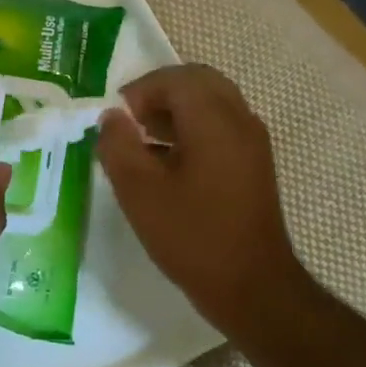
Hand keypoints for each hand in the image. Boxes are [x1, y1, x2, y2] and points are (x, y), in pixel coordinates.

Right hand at [96, 64, 304, 339]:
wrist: (253, 287)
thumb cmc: (192, 237)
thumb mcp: (139, 192)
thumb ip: (118, 145)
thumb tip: (111, 117)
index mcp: (214, 120)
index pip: (175, 78)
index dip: (140, 90)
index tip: (116, 118)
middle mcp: (239, 120)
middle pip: (198, 81)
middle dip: (160, 93)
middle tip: (131, 121)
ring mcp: (252, 142)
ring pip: (212, 101)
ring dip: (176, 110)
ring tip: (144, 140)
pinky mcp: (254, 163)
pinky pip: (221, 125)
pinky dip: (192, 128)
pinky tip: (168, 162)